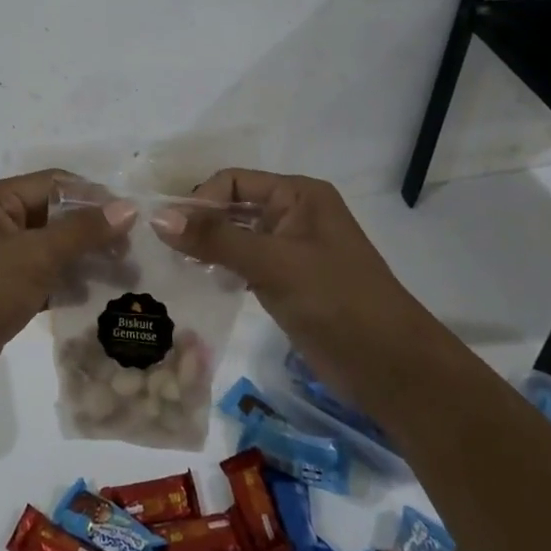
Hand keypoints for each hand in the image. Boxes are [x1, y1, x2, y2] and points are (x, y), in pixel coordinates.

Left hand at [0, 170, 135, 410]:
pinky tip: (97, 298)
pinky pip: (42, 278)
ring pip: (51, 249)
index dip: (93, 197)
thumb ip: (82, 231)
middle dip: (92, 232)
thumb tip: (128, 208)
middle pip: (54, 216)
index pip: (54, 183)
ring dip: (84, 260)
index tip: (132, 219)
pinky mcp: (1, 292)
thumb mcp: (35, 255)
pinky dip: (67, 284)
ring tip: (124, 277)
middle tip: (131, 253)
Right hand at [148, 169, 419, 380]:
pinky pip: (244, 264)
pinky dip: (221, 269)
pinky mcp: (287, 282)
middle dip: (199, 224)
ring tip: (173, 266)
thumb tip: (158, 218)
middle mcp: (293, 214)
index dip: (200, 201)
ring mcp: (291, 250)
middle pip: (232, 207)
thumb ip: (215, 239)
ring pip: (236, 237)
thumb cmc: (336, 301)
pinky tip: (199, 284)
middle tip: (162, 249)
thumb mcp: (273, 263)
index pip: (233, 182)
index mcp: (298, 194)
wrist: (392, 369)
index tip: (170, 232)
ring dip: (207, 248)